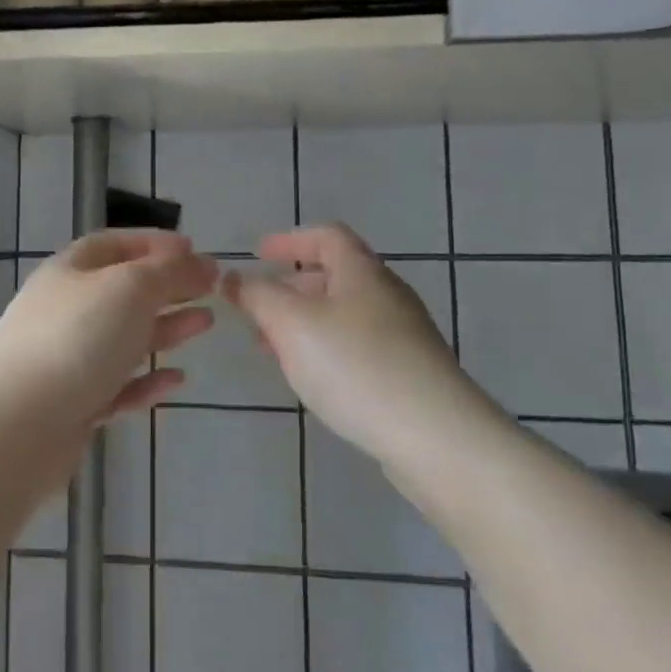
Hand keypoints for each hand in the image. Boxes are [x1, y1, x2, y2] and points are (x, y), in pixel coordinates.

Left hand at [0, 230, 216, 452]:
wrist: (16, 426)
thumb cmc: (76, 339)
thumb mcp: (130, 288)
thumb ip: (171, 272)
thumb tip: (203, 262)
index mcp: (71, 270)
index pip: (116, 244)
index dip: (156, 243)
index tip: (196, 251)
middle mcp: (67, 309)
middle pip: (124, 291)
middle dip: (168, 287)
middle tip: (212, 289)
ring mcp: (69, 358)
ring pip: (124, 337)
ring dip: (166, 328)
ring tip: (206, 324)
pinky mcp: (74, 404)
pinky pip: (118, 384)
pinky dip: (148, 379)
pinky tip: (176, 380)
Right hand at [226, 224, 468, 460]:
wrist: (436, 436)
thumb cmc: (356, 366)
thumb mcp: (292, 324)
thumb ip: (258, 296)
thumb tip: (234, 278)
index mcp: (362, 271)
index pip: (326, 235)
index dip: (290, 239)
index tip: (258, 254)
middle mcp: (387, 294)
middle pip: (335, 275)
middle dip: (290, 287)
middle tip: (257, 309)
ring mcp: (404, 335)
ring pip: (344, 314)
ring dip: (305, 322)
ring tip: (273, 349)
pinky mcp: (411, 372)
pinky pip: (358, 345)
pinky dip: (327, 348)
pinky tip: (314, 377)